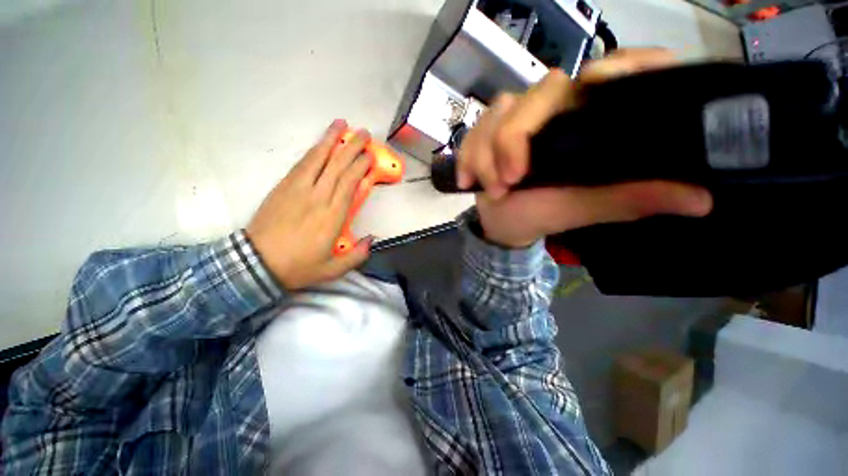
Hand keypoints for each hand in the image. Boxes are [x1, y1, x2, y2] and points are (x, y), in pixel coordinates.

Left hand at [246, 120, 372, 289]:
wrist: (255, 264)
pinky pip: (301, 164)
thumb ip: (357, 255)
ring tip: (341, 124)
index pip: (349, 183)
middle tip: (364, 133)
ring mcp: (297, 189)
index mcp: (332, 216)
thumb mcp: (333, 270)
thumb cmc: (298, 267)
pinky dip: (313, 151)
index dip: (361, 166)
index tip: (370, 156)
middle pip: (337, 166)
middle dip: (352, 147)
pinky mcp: (283, 187)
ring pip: (318, 159)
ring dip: (331, 140)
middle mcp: (317, 197)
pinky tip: (320, 143)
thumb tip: (372, 239)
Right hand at [457, 49, 713, 248]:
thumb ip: (632, 199)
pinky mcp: (488, 131)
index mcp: (589, 121)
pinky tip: (467, 180)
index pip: (615, 71)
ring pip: (499, 112)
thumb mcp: (586, 209)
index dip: (615, 65)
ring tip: (491, 189)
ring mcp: (518, 118)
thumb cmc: (544, 215)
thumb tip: (702, 198)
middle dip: (515, 138)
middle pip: (540, 92)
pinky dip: (468, 157)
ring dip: (486, 154)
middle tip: (510, 180)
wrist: (504, 223)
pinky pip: (473, 132)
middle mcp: (556, 109)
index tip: (597, 83)